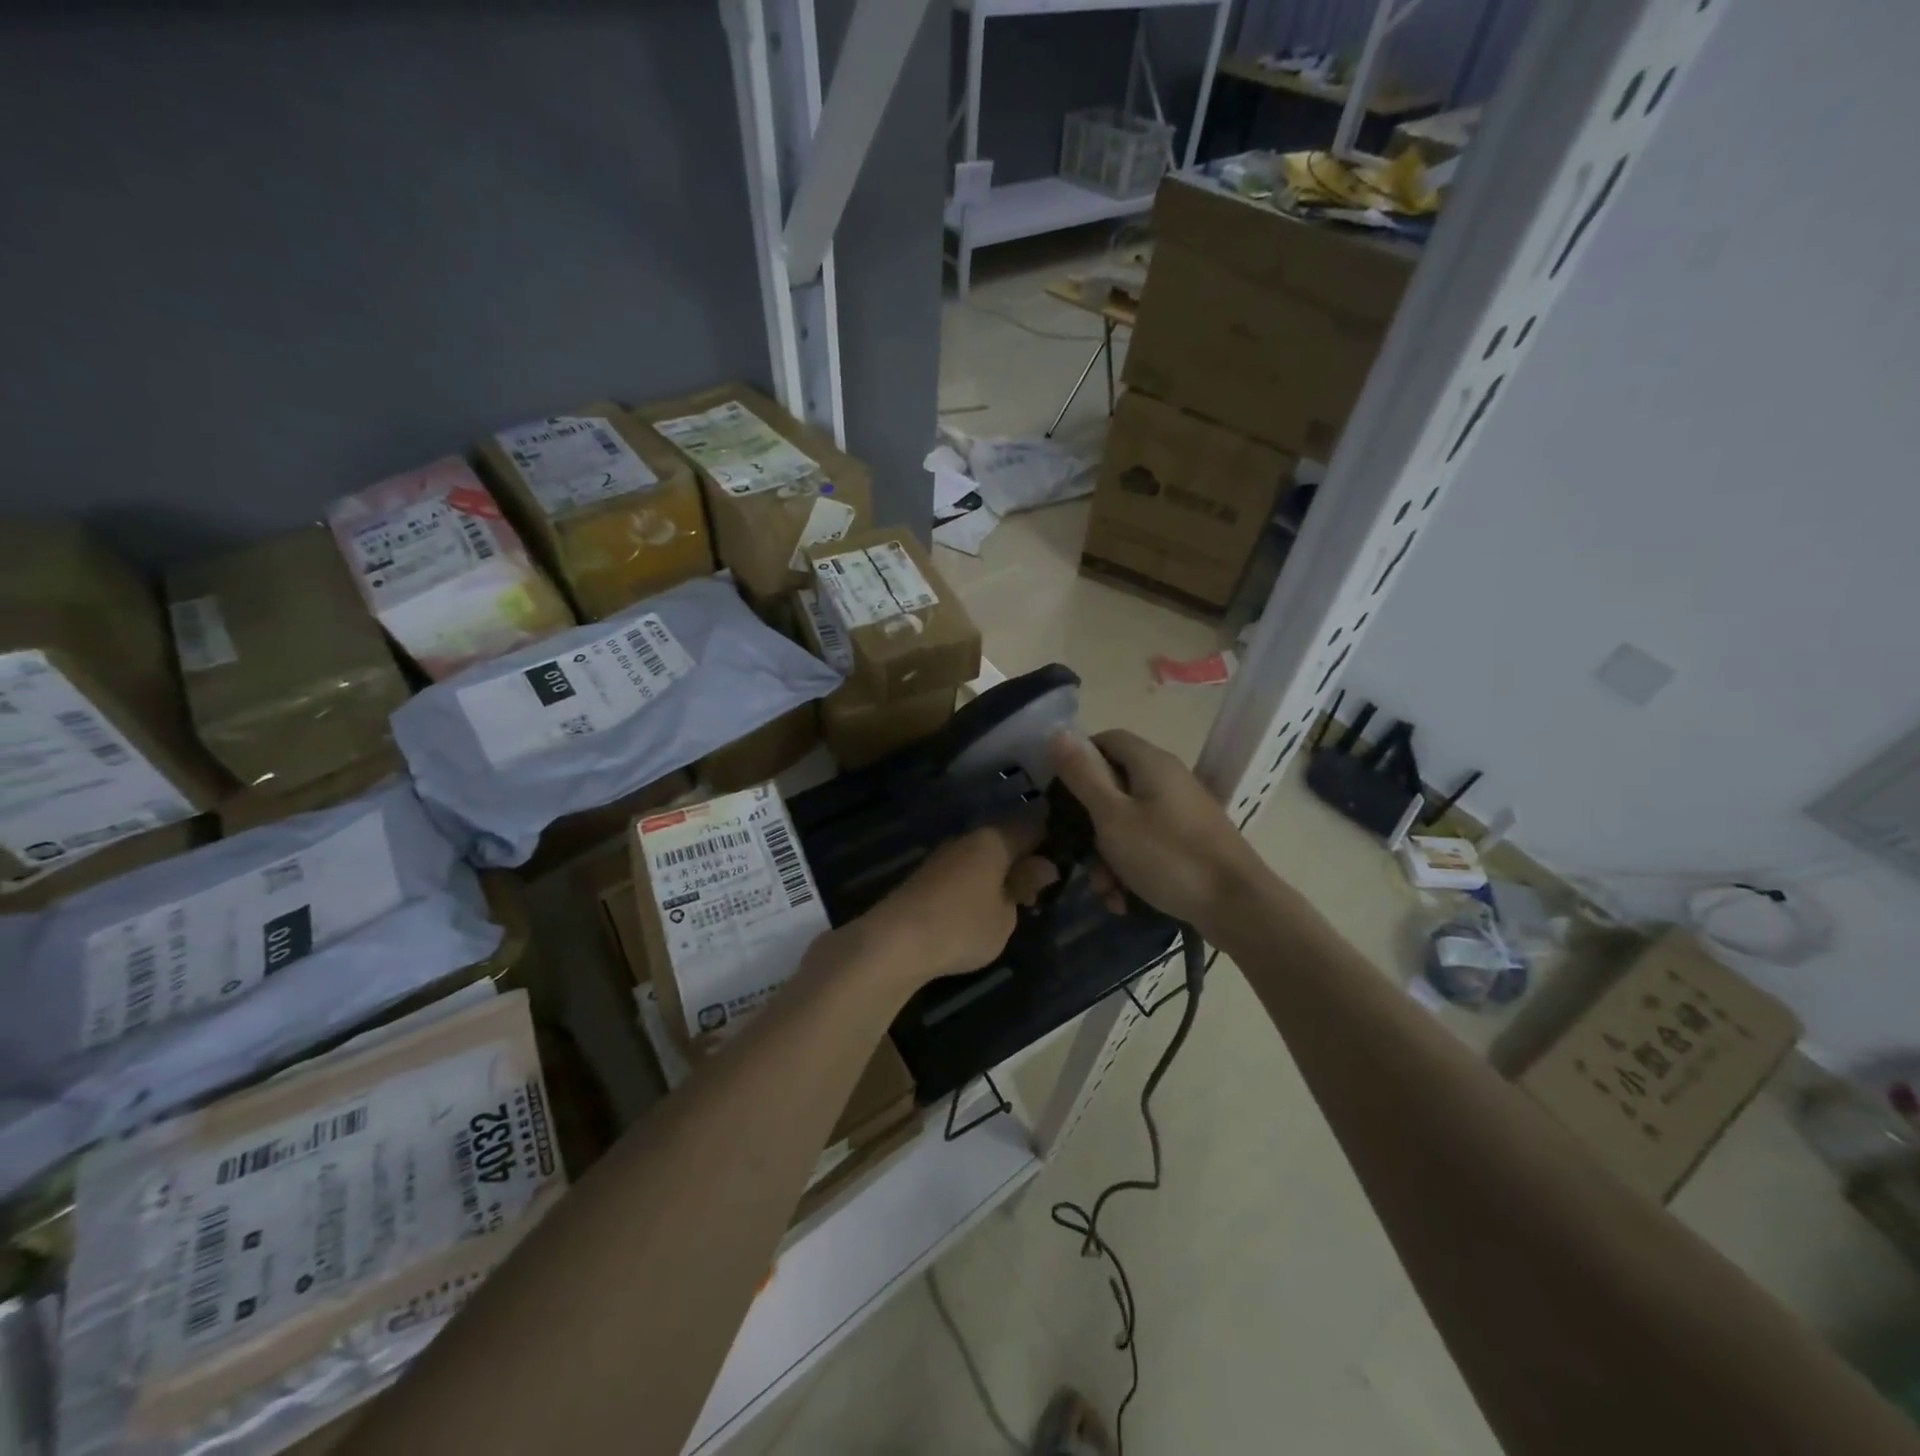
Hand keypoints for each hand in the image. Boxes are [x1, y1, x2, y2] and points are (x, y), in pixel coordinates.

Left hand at [857, 819, 1057, 986]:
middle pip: (1006, 841)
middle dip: (1025, 862)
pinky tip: (982, 911)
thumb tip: (1044, 865)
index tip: (1067, 862)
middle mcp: (967, 839)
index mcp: (994, 840)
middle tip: (1040, 894)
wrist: (895, 941)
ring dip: (1000, 876)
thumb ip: (1025, 885)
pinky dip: (978, 885)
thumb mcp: (1006, 915)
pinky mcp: (926, 876)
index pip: (1033, 826)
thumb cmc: (962, 926)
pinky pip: (964, 872)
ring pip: (983, 857)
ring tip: (1013, 907)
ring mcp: (943, 856)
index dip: (1052, 841)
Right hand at [1049, 728, 1263, 930]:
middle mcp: (1168, 779)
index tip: (1059, 793)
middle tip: (1080, 854)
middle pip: (1114, 785)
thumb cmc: (1168, 855)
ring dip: (1108, 855)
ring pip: (1128, 822)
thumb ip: (1083, 775)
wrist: (1237, 906)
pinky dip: (1131, 867)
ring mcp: (1182, 811)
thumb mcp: (1112, 816)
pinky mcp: (1190, 841)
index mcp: (1151, 763)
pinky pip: (1148, 844)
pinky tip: (1124, 900)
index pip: (1106, 739)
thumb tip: (1058, 733)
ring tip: (1106, 891)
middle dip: (1090, 824)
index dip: (1078, 759)